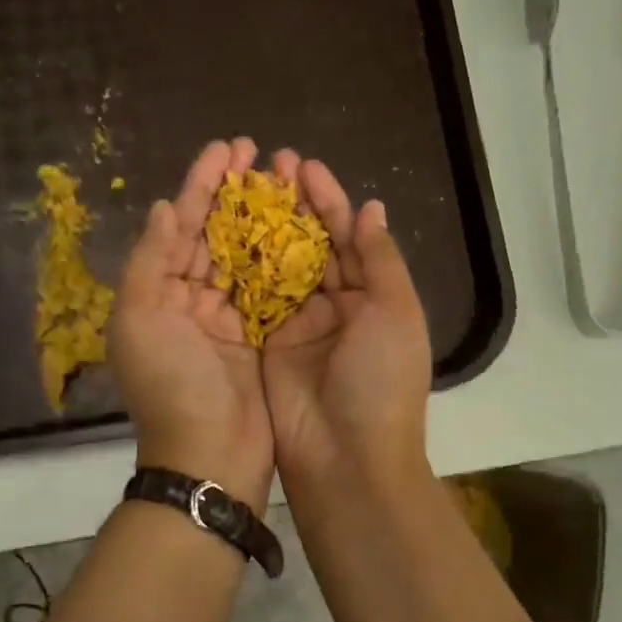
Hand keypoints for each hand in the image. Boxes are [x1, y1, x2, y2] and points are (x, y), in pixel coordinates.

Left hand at [110, 138, 273, 511]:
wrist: (211, 455)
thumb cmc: (172, 385)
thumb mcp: (140, 319)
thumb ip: (150, 260)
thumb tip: (164, 207)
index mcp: (157, 294)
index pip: (180, 226)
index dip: (201, 185)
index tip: (226, 149)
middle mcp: (189, 301)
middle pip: (213, 235)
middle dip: (233, 193)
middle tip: (258, 153)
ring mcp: (226, 320)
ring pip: (244, 256)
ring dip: (260, 218)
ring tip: (284, 180)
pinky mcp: (258, 337)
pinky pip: (269, 288)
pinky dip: (281, 258)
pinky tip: (300, 228)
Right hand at [262, 151, 431, 490]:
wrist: (346, 456)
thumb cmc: (381, 379)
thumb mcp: (395, 312)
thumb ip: (379, 258)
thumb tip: (371, 208)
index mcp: (373, 297)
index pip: (350, 237)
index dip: (328, 200)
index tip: (303, 166)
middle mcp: (336, 306)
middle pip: (313, 245)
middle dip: (294, 206)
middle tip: (269, 165)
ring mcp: (299, 325)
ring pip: (280, 265)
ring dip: (266, 228)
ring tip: (244, 188)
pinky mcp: (266, 343)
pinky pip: (254, 297)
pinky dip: (243, 266)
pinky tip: (226, 233)